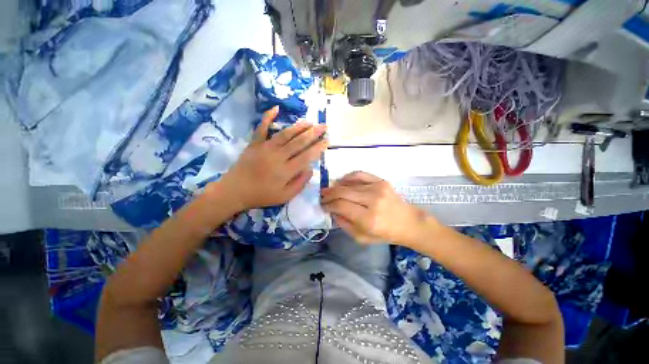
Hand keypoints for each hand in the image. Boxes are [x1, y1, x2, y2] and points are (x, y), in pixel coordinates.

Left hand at [211, 106, 327, 211]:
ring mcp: (265, 148)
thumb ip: (299, 184)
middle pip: (299, 142)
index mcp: (286, 171)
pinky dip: (268, 117)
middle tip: (323, 126)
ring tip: (310, 122)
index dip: (318, 148)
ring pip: (285, 134)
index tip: (327, 140)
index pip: (307, 156)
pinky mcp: (254, 143)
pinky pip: (262, 128)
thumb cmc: (261, 195)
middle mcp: (278, 156)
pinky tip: (276, 108)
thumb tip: (310, 169)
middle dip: (313, 133)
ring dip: (299, 126)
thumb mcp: (284, 197)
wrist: (235, 191)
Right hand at [321, 171, 430, 244]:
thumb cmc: (385, 233)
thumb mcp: (362, 237)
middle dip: (329, 194)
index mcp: (368, 218)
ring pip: (349, 183)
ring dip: (336, 186)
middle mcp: (372, 200)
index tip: (323, 205)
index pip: (341, 206)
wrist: (408, 222)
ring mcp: (377, 188)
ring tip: (330, 190)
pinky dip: (348, 177)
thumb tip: (332, 211)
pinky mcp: (381, 181)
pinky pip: (360, 174)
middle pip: (343, 192)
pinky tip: (342, 181)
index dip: (328, 205)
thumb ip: (344, 224)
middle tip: (322, 196)